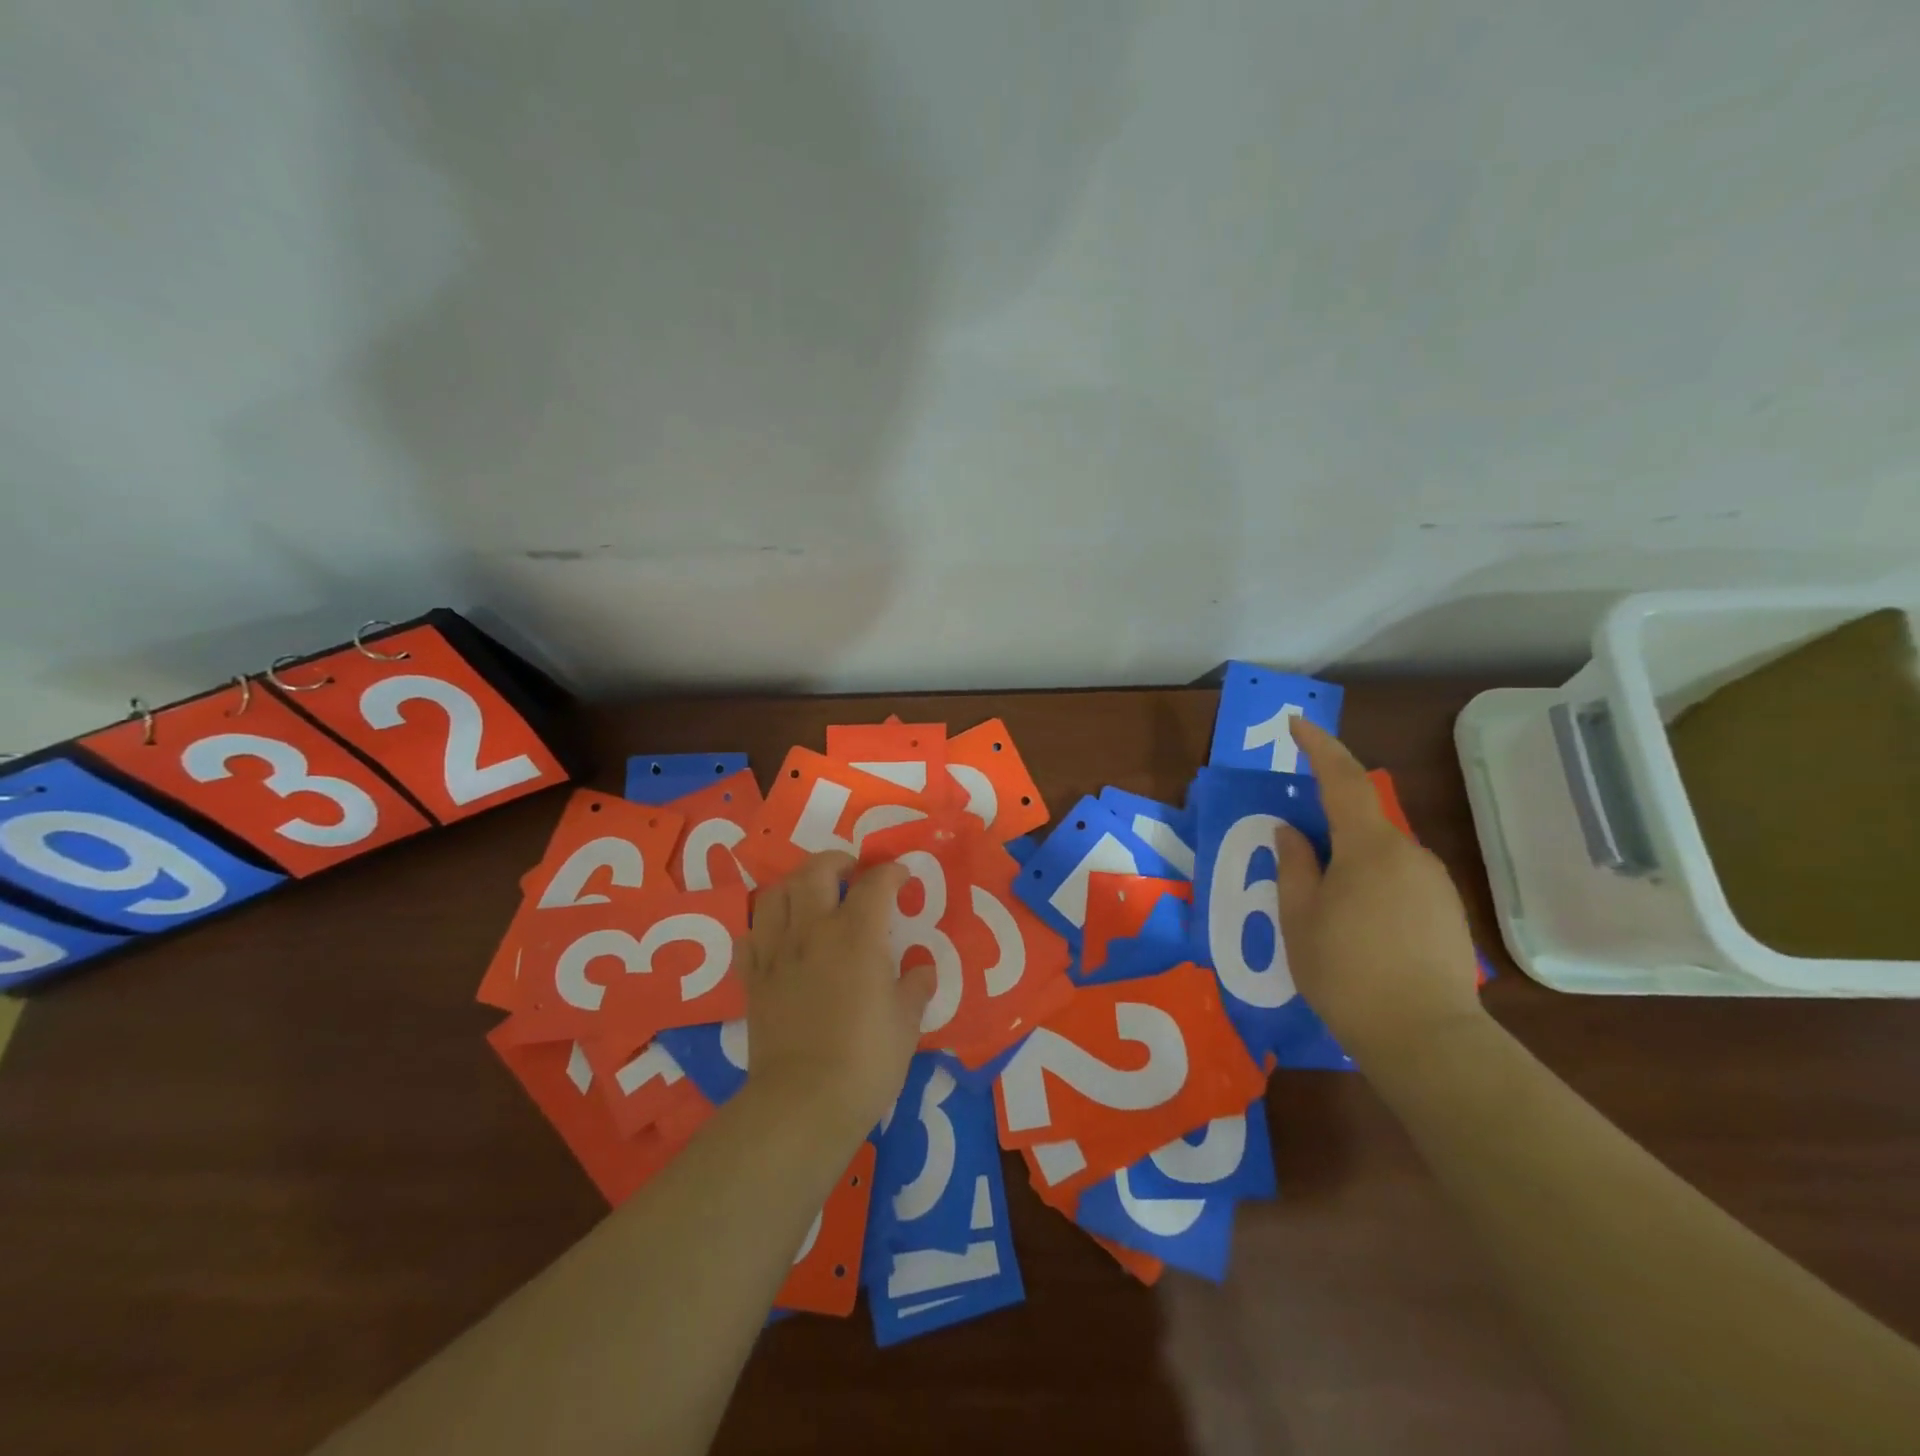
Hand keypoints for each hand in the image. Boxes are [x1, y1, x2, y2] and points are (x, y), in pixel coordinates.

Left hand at [739, 852, 934, 1144]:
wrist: (804, 1102)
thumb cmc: (867, 1060)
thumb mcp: (907, 1023)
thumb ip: (915, 988)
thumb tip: (922, 970)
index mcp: (857, 936)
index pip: (874, 884)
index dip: (891, 872)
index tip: (901, 875)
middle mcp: (813, 932)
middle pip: (815, 872)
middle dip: (836, 860)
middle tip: (851, 871)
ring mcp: (777, 954)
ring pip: (775, 895)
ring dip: (795, 885)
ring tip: (811, 896)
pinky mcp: (752, 981)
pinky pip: (749, 939)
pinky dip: (763, 930)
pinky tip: (777, 940)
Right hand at [1275, 718, 1484, 1065]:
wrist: (1425, 1037)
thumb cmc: (1345, 970)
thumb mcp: (1299, 915)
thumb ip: (1294, 864)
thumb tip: (1291, 831)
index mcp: (1369, 845)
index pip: (1341, 778)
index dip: (1318, 746)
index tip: (1297, 724)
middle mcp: (1409, 852)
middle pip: (1362, 818)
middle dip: (1327, 821)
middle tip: (1295, 848)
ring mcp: (1434, 882)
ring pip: (1381, 852)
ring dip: (1349, 859)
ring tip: (1323, 902)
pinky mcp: (1446, 910)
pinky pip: (1400, 878)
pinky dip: (1372, 883)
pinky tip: (1357, 925)